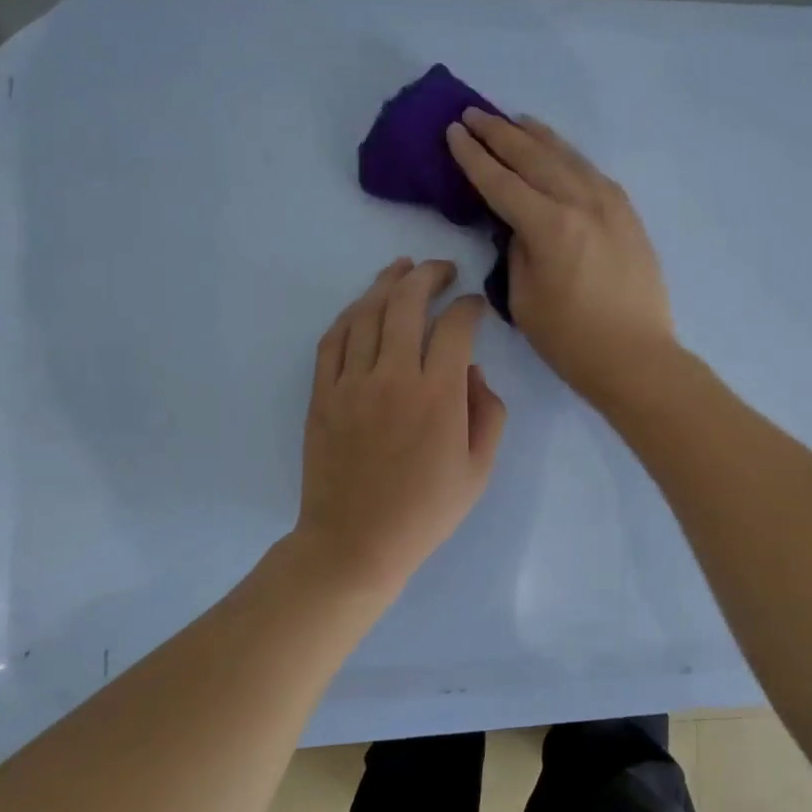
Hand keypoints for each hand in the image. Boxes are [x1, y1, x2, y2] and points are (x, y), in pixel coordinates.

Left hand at [295, 258, 507, 592]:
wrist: (356, 543)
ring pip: (366, 313)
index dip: (469, 306)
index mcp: (438, 395)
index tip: (476, 305)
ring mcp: (351, 383)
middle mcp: (393, 377)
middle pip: (406, 303)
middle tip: (442, 269)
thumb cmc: (425, 511)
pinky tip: (363, 305)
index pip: (454, 326)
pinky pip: (333, 340)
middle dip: (427, 276)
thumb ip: (489, 413)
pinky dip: (350, 314)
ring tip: (401, 268)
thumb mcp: (479, 470)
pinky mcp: (322, 394)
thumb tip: (473, 371)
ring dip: (386, 283)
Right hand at [447, 108, 673, 402]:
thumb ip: (517, 249)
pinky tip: (558, 153)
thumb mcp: (524, 298)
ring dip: (536, 136)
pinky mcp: (628, 214)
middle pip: (533, 157)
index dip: (473, 156)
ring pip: (567, 157)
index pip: (500, 181)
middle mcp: (581, 202)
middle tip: (473, 114)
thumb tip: (520, 224)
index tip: (453, 131)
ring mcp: (610, 204)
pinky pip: (591, 172)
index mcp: (550, 225)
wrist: (637, 357)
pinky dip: (568, 156)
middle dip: (499, 134)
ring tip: (513, 120)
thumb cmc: (571, 340)